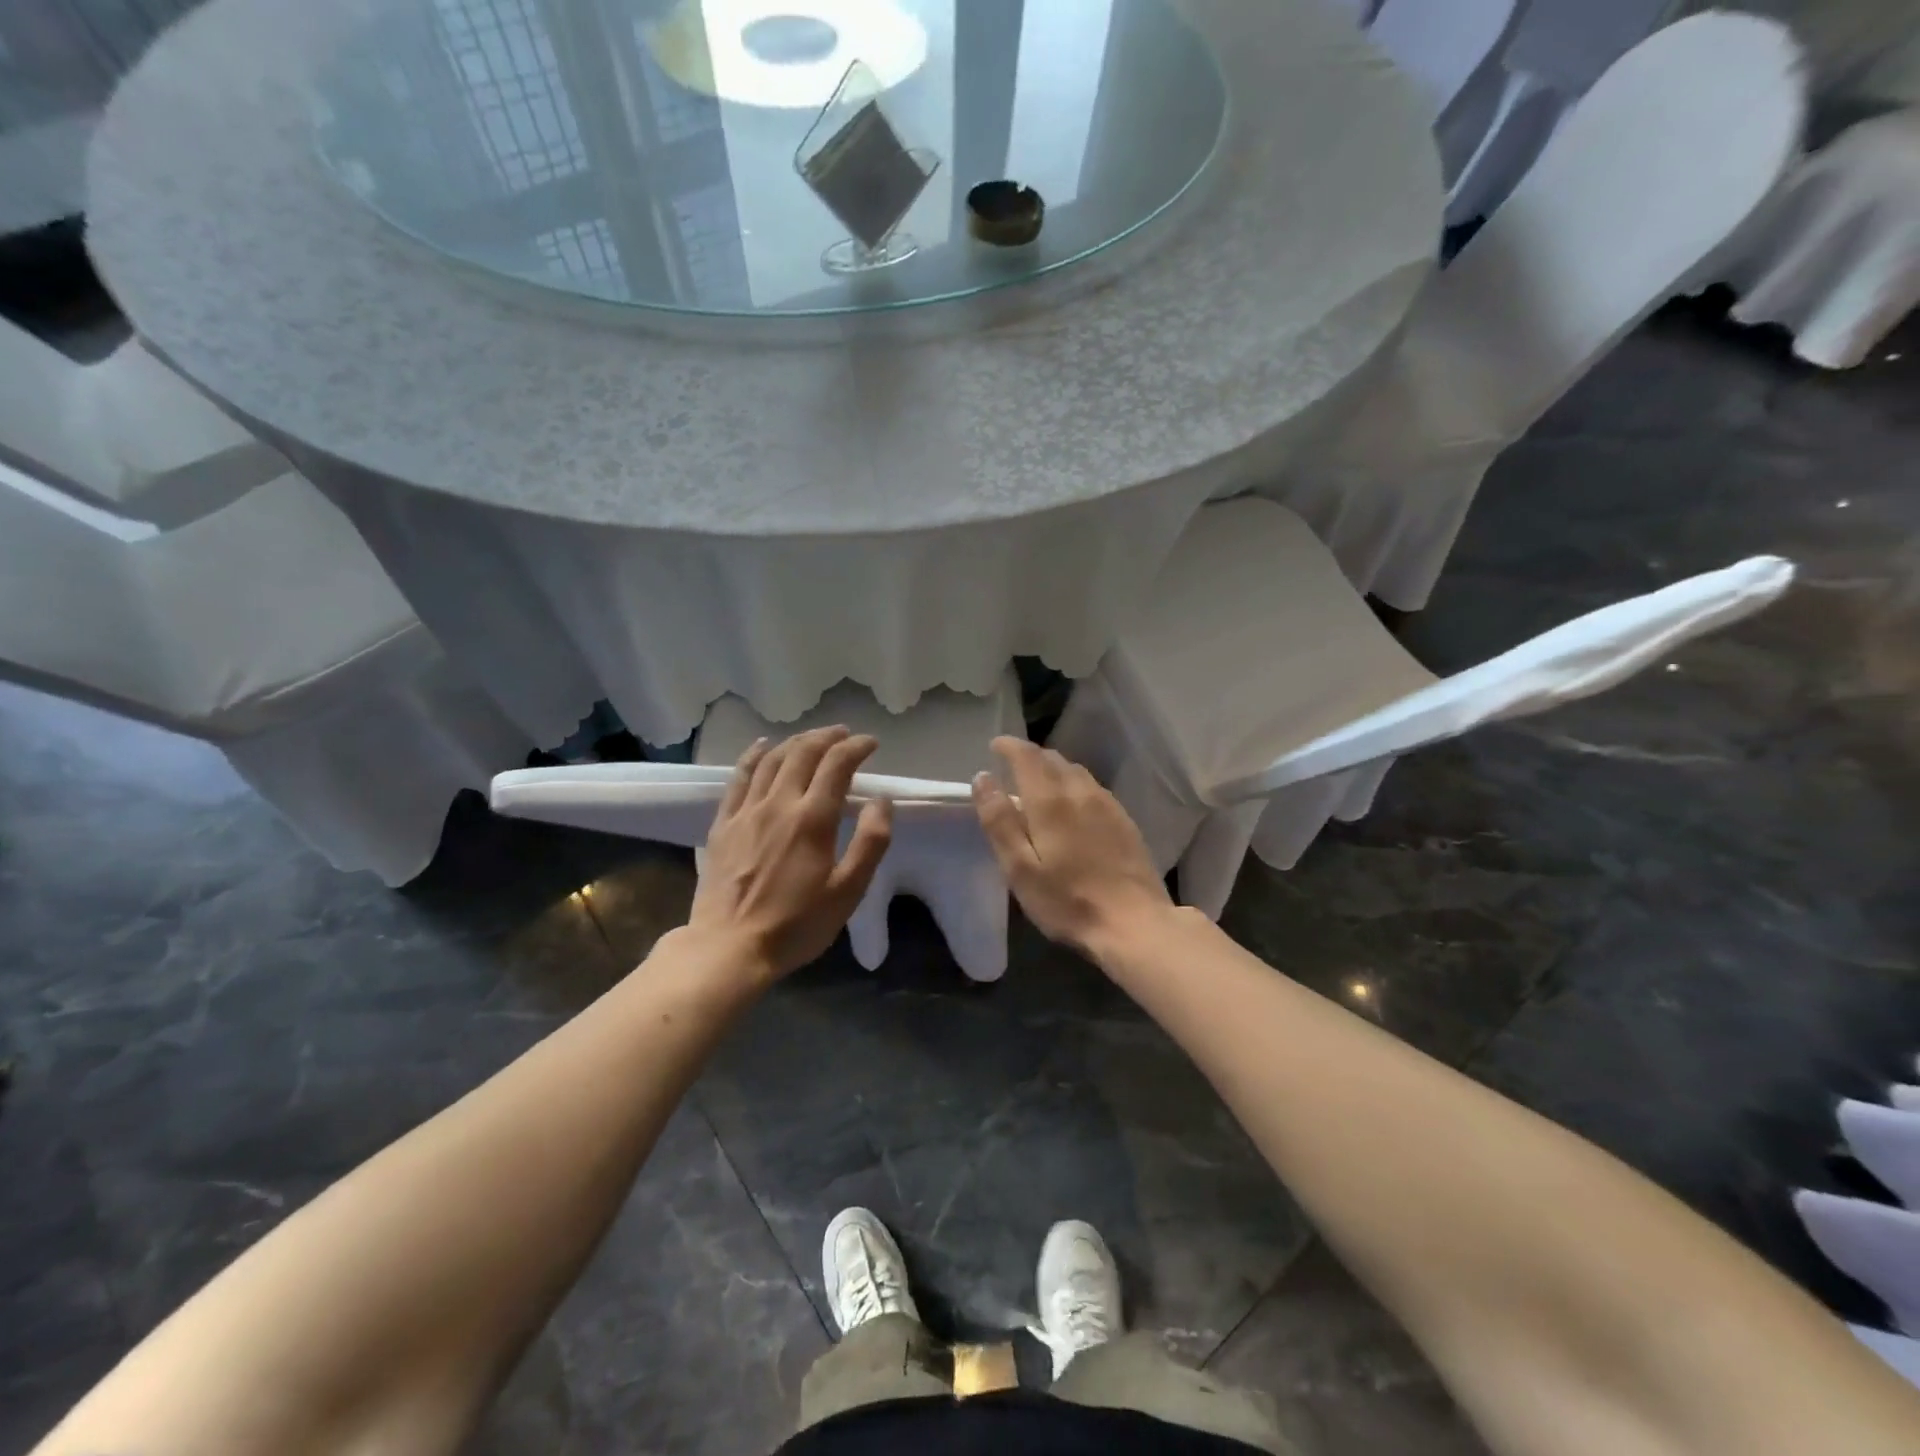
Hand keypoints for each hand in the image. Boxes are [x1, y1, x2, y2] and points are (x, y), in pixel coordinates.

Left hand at [689, 725, 893, 982]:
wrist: (729, 947)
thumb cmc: (796, 925)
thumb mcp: (848, 891)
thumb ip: (870, 842)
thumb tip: (881, 801)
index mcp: (813, 819)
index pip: (837, 765)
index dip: (856, 747)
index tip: (871, 744)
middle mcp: (779, 803)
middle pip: (803, 753)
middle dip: (828, 737)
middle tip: (844, 735)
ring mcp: (747, 811)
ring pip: (772, 759)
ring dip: (796, 741)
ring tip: (812, 738)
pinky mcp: (723, 823)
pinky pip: (739, 777)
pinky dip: (754, 755)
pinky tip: (763, 746)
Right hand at [972, 737, 1173, 957]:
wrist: (1134, 923)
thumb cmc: (1067, 900)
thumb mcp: (1019, 868)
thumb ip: (999, 821)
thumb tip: (983, 778)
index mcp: (1050, 800)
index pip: (1027, 756)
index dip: (1009, 746)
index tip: (995, 745)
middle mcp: (1081, 792)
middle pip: (1053, 759)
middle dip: (1031, 756)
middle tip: (1012, 766)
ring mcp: (1107, 805)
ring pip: (1076, 771)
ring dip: (1054, 769)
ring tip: (1039, 783)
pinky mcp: (1125, 820)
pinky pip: (1093, 788)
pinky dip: (1074, 785)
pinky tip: (1073, 805)